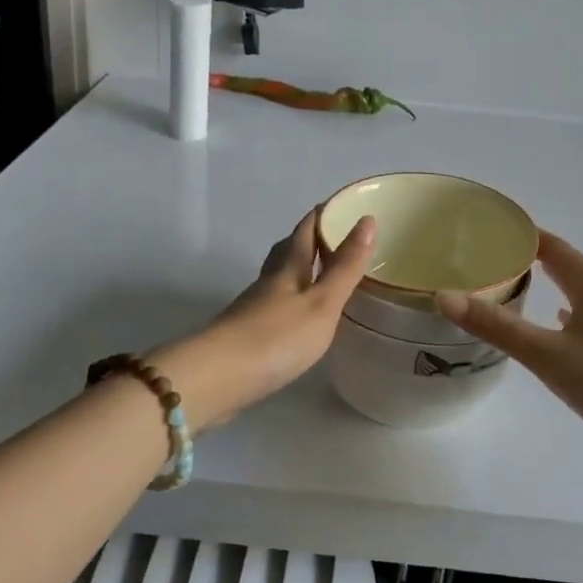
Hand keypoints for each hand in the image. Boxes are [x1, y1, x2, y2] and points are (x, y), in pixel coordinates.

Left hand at [153, 208, 375, 429]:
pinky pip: (274, 306)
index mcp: (287, 268)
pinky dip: (290, 300)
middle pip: (288, 250)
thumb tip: (367, 220)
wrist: (216, 379)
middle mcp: (268, 281)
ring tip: (322, 273)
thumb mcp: (321, 303)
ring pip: (279, 278)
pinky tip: (298, 315)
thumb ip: (345, 267)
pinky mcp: (246, 335)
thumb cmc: (275, 338)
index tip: (344, 204)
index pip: (306, 229)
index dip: (324, 214)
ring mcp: (253, 308)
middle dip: (309, 239)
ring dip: (299, 270)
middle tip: (335, 236)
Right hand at [434, 232, 582, 480]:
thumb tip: (443, 295)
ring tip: (505, 287)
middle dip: (527, 258)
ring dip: (543, 286)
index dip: (521, 234)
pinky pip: (580, 322)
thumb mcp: (547, 354)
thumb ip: (496, 326)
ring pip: (572, 294)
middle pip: (563, 266)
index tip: (485, 228)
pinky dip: (558, 317)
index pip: (552, 246)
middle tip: (485, 257)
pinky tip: (547, 327)